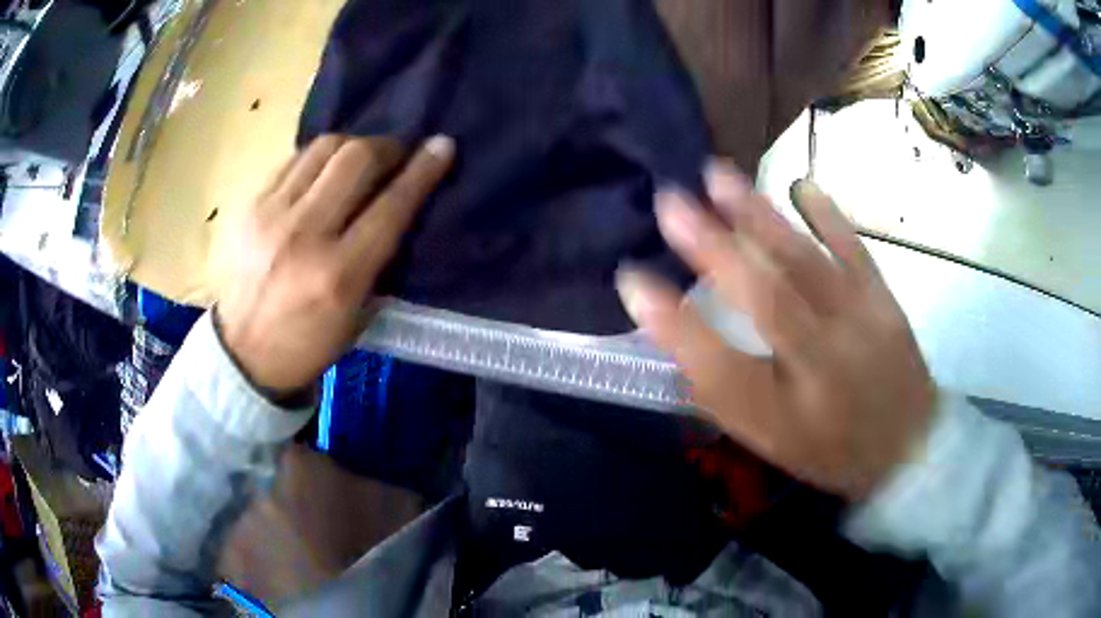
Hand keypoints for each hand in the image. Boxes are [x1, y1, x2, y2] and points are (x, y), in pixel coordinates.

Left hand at [216, 135, 454, 398]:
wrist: (239, 353)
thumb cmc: (304, 345)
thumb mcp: (355, 319)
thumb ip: (378, 262)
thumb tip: (398, 208)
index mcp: (339, 275)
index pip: (391, 205)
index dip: (423, 170)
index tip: (442, 146)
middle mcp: (305, 234)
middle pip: (357, 159)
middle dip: (387, 147)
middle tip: (394, 155)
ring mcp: (271, 214)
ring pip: (323, 149)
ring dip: (352, 146)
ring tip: (358, 160)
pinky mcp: (248, 205)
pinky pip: (293, 160)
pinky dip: (317, 160)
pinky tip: (321, 173)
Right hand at [617, 162, 935, 500]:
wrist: (908, 449)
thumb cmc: (830, 450)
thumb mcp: (770, 441)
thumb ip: (725, 396)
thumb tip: (681, 337)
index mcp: (784, 415)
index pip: (718, 368)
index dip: (671, 324)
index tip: (631, 279)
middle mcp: (822, 367)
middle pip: (765, 300)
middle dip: (711, 247)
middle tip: (669, 201)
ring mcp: (860, 327)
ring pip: (805, 263)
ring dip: (759, 216)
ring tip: (718, 176)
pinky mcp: (885, 303)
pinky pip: (855, 252)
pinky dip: (828, 216)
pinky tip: (802, 186)